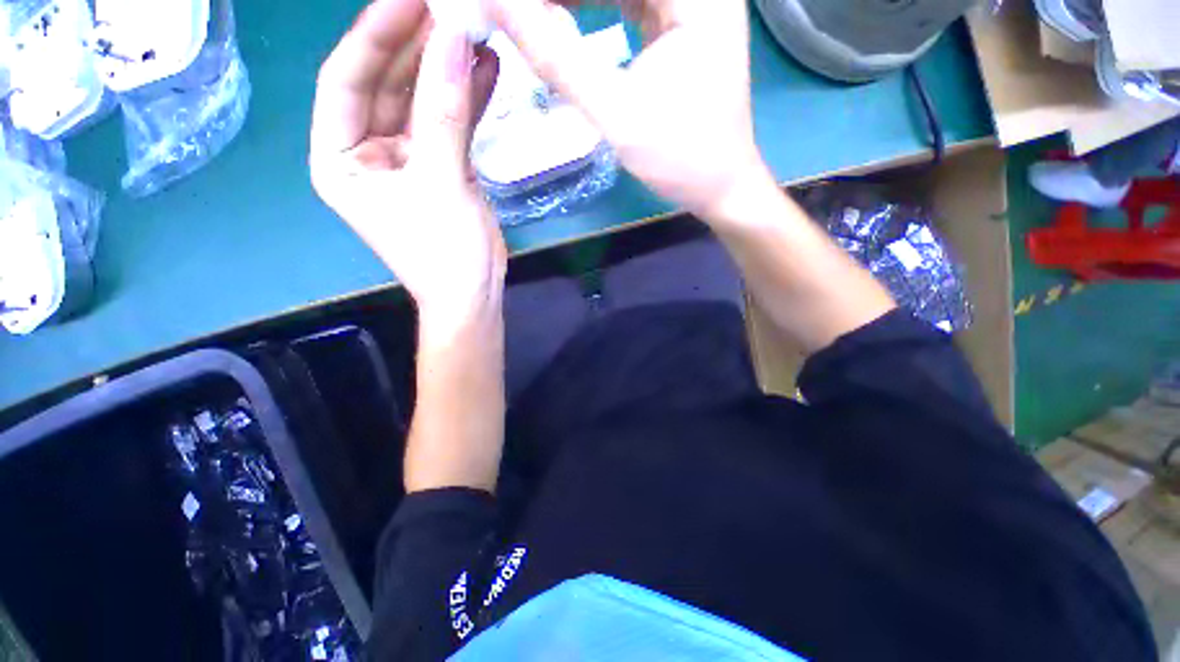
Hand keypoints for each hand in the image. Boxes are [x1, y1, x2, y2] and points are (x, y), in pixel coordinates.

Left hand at [311, 0, 504, 335]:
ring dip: (448, 68)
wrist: (474, 295)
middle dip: (417, 45)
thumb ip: (445, 112)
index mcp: (339, 157)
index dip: (374, 34)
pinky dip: (469, 98)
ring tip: (476, 30)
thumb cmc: (445, 253)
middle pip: (386, 83)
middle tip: (450, 7)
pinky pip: (450, 122)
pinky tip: (487, 70)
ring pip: (423, 100)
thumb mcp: (441, 183)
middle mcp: (367, 151)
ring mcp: (408, 157)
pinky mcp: (442, 166)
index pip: (346, 79)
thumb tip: (455, 38)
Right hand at [486, 0, 775, 221]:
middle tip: (522, 13)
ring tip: (534, 15)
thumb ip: (558, 60)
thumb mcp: (617, 114)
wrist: (719, 187)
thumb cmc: (679, 158)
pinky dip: (595, 4)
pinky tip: (562, 14)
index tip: (517, 7)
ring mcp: (694, 5)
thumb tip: (499, 7)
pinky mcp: (683, 26)